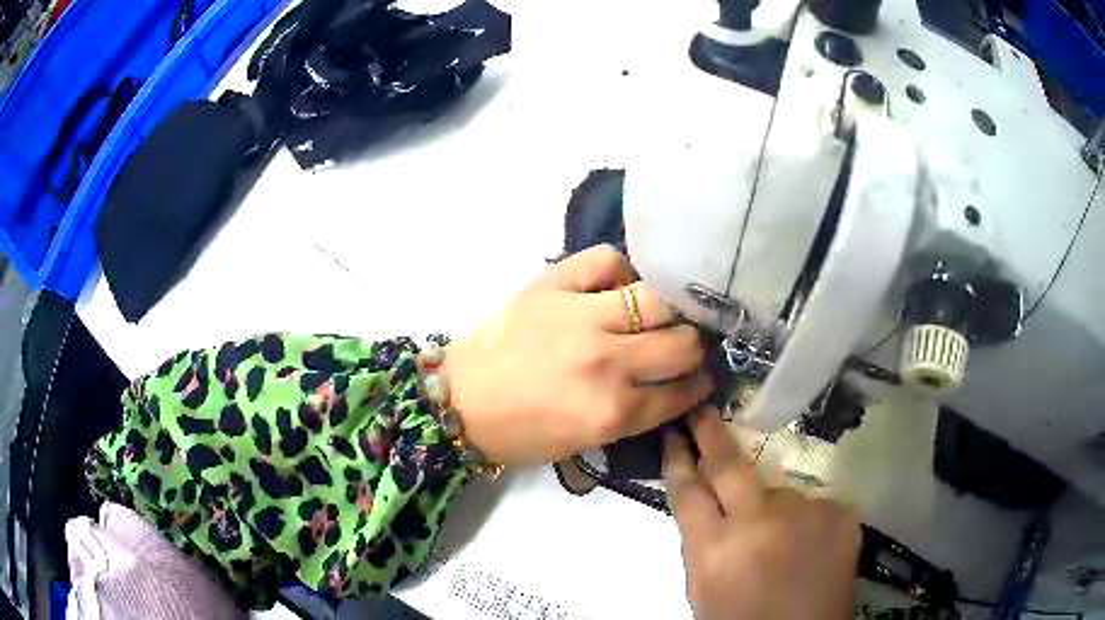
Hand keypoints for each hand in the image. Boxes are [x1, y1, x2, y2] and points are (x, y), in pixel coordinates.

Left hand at [442, 245, 711, 466]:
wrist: (461, 401)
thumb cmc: (522, 432)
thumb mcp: (586, 442)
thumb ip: (635, 414)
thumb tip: (673, 384)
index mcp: (612, 412)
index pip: (681, 391)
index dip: (698, 384)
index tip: (702, 377)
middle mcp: (606, 363)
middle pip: (682, 343)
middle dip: (693, 347)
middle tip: (683, 345)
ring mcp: (580, 317)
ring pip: (657, 298)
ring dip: (668, 309)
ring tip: (661, 313)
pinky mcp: (553, 284)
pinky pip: (607, 260)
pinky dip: (620, 272)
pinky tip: (618, 287)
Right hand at [663, 409, 858, 619]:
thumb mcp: (703, 588)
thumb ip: (702, 542)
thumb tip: (704, 501)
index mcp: (713, 550)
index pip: (688, 491)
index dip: (678, 459)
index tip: (673, 432)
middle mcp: (758, 523)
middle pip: (729, 467)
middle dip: (711, 434)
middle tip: (704, 411)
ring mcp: (804, 514)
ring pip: (779, 492)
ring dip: (774, 509)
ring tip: (784, 544)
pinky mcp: (839, 513)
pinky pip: (813, 506)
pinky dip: (807, 522)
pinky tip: (809, 550)